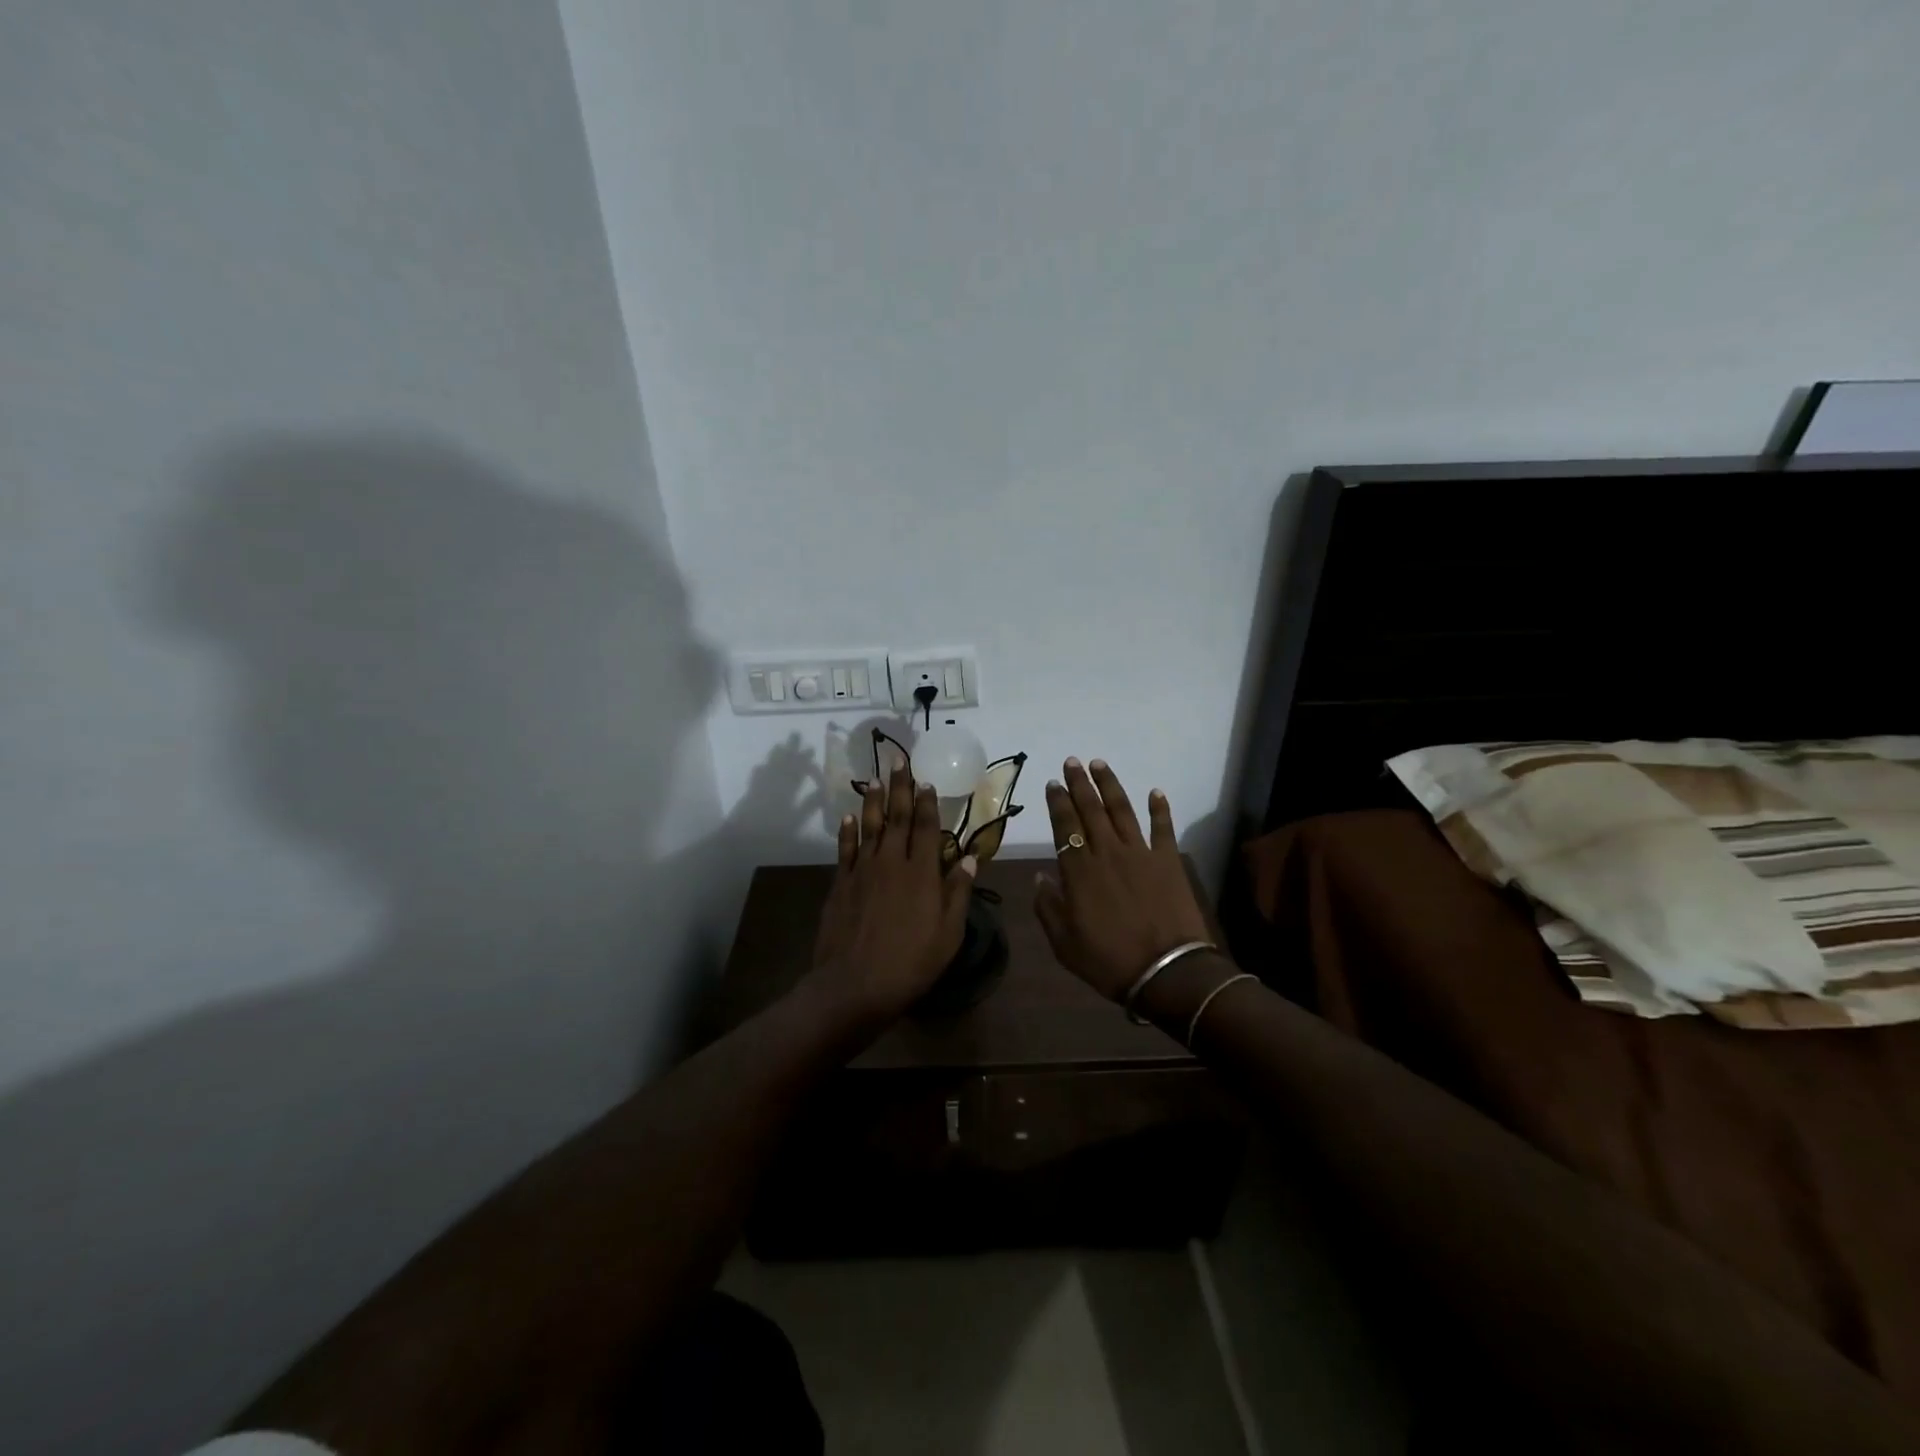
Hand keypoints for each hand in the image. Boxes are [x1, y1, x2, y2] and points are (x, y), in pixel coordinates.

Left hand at [810, 761, 975, 1028]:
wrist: (855, 984)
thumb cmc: (911, 963)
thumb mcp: (948, 933)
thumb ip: (957, 891)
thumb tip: (968, 856)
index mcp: (921, 873)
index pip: (925, 827)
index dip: (927, 803)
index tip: (927, 781)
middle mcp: (892, 862)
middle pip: (896, 817)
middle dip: (900, 788)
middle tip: (899, 761)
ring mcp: (863, 871)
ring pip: (870, 826)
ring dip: (874, 801)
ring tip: (876, 779)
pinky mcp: (841, 883)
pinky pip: (846, 849)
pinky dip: (848, 831)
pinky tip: (849, 816)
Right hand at [1033, 759, 1212, 1003]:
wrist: (1167, 971)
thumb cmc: (1109, 961)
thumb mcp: (1064, 943)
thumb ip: (1048, 907)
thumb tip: (1041, 876)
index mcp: (1079, 871)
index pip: (1064, 827)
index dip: (1058, 804)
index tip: (1053, 784)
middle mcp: (1107, 853)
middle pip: (1090, 810)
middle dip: (1079, 784)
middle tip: (1072, 761)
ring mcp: (1140, 854)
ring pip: (1122, 810)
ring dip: (1110, 785)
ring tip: (1100, 764)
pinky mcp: (1168, 861)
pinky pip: (1163, 828)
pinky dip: (1159, 809)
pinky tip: (1155, 792)